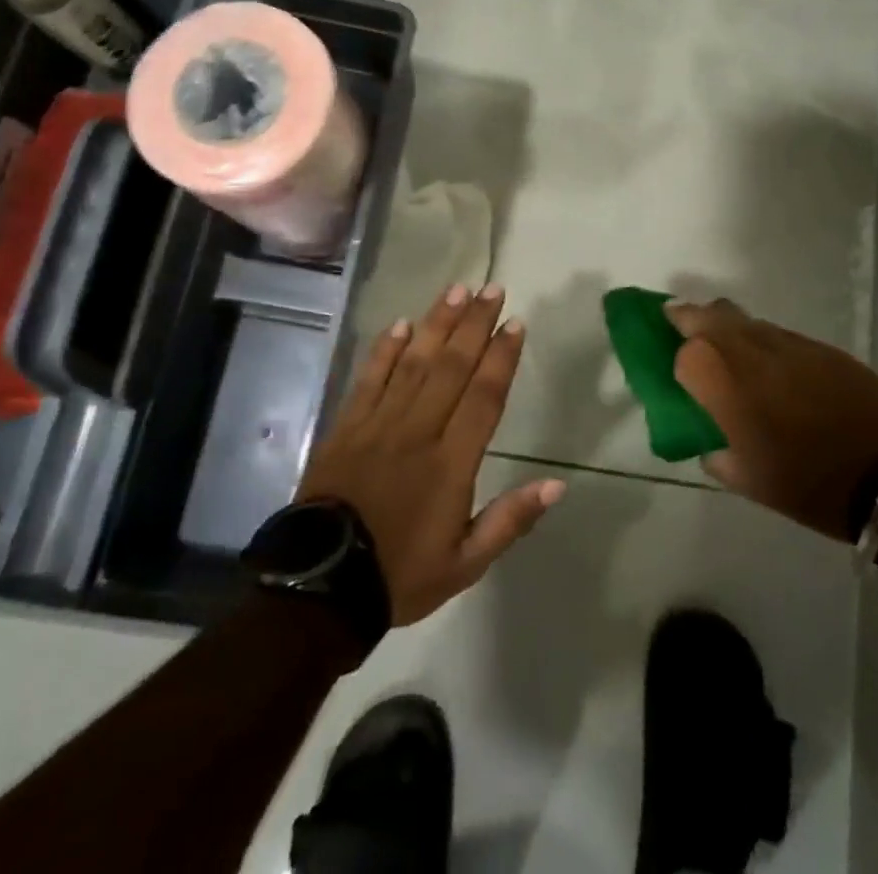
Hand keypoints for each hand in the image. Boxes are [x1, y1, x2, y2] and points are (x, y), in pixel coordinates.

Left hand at [298, 284, 564, 624]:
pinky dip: (386, 349)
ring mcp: (379, 424)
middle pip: (452, 367)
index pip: (483, 397)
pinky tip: (401, 324)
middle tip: (492, 289)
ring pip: (414, 362)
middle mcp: (418, 432)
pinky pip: (370, 378)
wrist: (321, 588)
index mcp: (451, 464)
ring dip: (437, 323)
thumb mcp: (465, 564)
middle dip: (474, 324)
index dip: (501, 357)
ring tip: (457, 290)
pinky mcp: (347, 426)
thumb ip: (510, 520)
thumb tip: (557, 485)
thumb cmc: (400, 574)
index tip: (515, 324)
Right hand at [665, 299, 877, 540]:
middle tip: (680, 329)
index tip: (675, 374)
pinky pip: (775, 333)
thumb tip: (709, 441)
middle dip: (688, 319)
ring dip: (724, 326)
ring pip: (742, 318)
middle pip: (707, 316)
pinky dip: (760, 341)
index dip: (676, 362)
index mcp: (724, 383)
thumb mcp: (747, 481)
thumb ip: (716, 454)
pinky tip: (770, 367)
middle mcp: (749, 350)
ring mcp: (786, 342)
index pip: (683, 353)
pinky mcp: (818, 346)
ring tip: (725, 349)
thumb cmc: (807, 485)